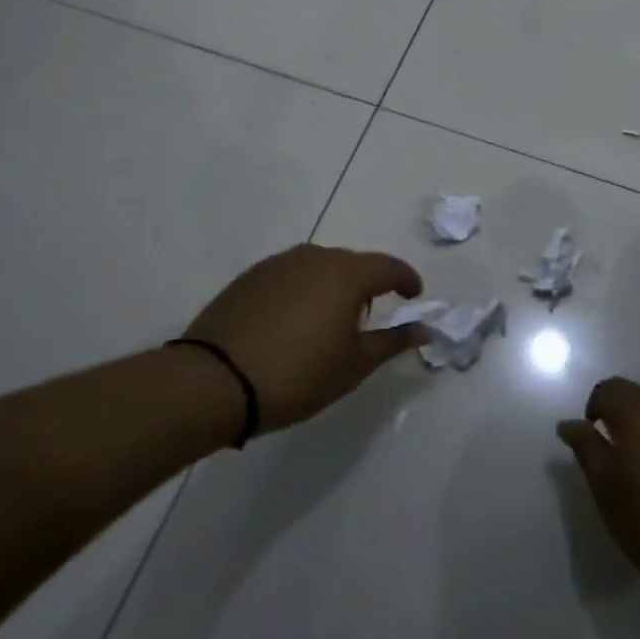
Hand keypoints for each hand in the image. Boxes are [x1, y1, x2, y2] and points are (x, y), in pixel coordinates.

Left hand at [181, 244, 425, 433]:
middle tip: (370, 316)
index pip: (389, 267)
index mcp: (346, 274)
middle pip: (353, 264)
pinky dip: (304, 292)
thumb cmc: (298, 374)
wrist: (214, 381)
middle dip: (368, 285)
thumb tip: (425, 329)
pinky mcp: (250, 277)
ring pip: (320, 268)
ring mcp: (278, 264)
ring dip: (333, 287)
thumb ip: (393, 341)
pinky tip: (295, 322)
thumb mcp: (354, 365)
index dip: (406, 280)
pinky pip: (292, 276)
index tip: (414, 296)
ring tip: (331, 321)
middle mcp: (315, 257)